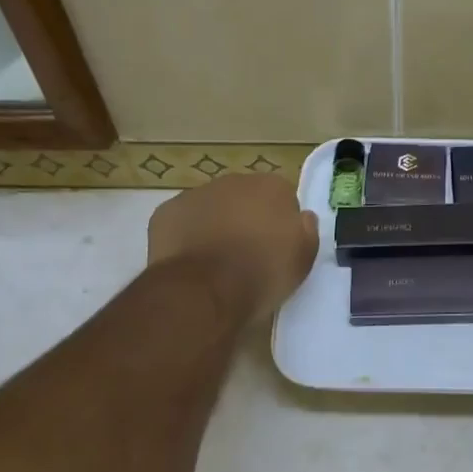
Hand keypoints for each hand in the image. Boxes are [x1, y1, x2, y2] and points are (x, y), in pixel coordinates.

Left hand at [148, 175, 318, 320]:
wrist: (205, 290)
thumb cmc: (262, 273)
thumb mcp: (302, 258)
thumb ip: (306, 230)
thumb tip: (302, 217)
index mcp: (272, 186)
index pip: (282, 197)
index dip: (279, 223)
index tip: (277, 247)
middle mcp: (234, 181)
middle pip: (245, 198)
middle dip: (246, 219)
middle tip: (247, 254)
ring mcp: (196, 194)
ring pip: (211, 207)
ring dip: (215, 225)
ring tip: (216, 262)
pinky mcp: (166, 212)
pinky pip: (182, 221)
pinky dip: (186, 236)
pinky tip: (191, 261)